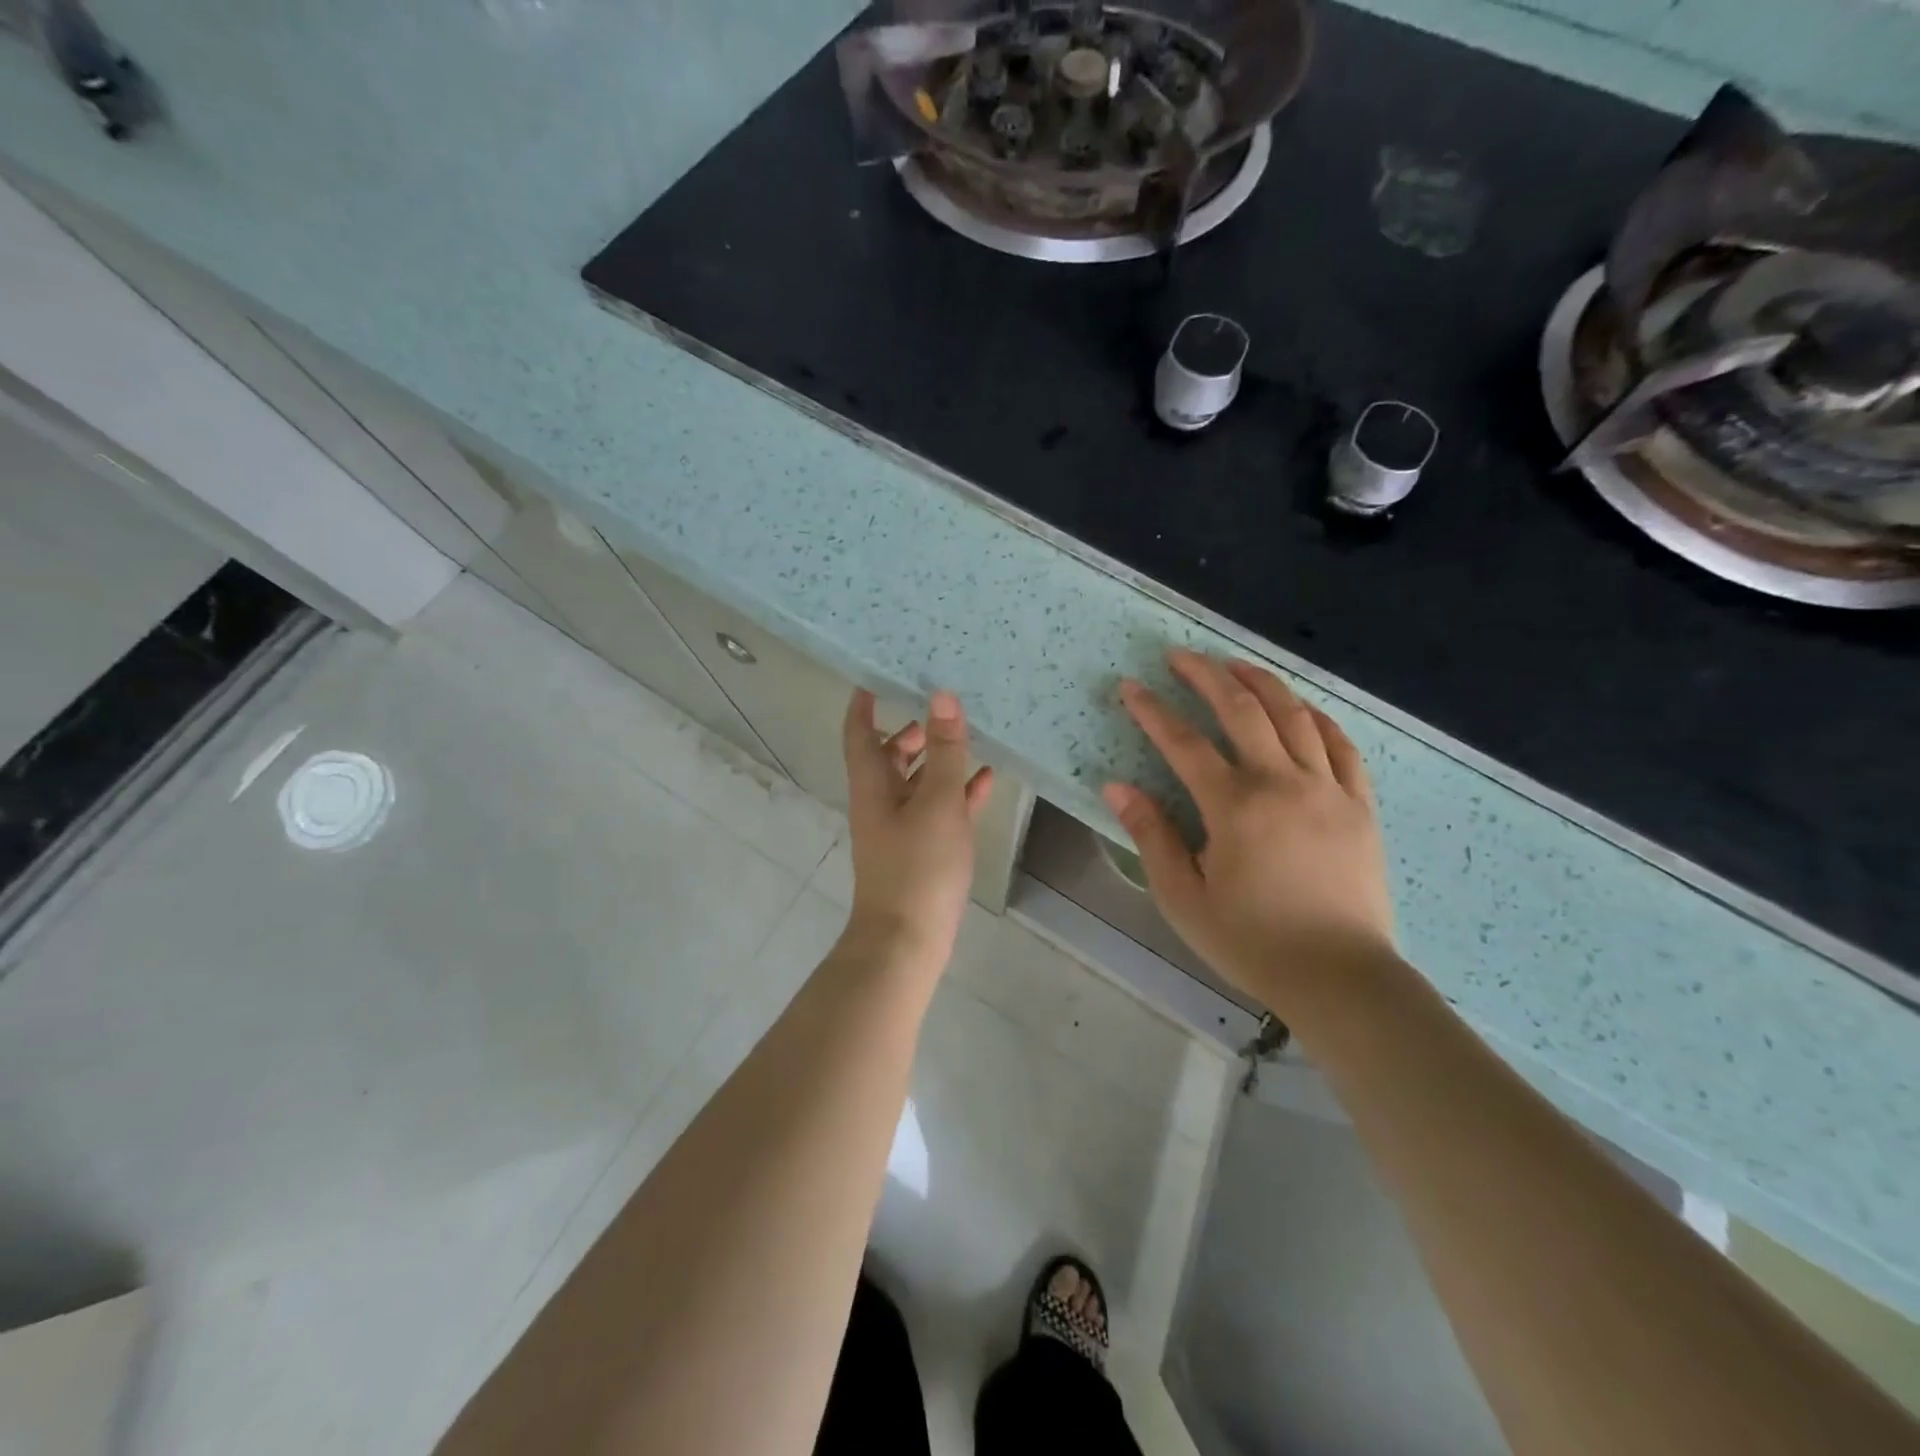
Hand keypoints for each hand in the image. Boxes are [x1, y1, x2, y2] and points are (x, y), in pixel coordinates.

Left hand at [841, 688, 993, 973]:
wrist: (907, 940)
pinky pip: (938, 810)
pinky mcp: (921, 850)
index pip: (859, 732)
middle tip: (939, 704)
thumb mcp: (937, 802)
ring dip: (937, 760)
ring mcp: (901, 828)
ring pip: (917, 782)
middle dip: (910, 730)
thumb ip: (945, 751)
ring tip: (968, 736)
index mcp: (872, 785)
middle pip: (889, 755)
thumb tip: (942, 697)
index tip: (875, 674)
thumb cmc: (918, 865)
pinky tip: (985, 781)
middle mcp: (881, 802)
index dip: (863, 703)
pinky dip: (956, 793)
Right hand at [1103, 650, 1395, 1011]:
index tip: (1130, 688)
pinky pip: (1342, 746)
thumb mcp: (1183, 898)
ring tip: (1236, 666)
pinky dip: (1319, 718)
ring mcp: (1328, 789)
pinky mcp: (1360, 805)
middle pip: (1241, 710)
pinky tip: (1302, 708)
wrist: (1341, 977)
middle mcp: (1282, 783)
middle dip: (1206, 676)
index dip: (1153, 711)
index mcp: (1234, 807)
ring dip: (1262, 683)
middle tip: (1180, 656)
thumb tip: (1118, 786)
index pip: (1184, 743)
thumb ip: (1151, 836)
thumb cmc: (1252, 941)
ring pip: (1295, 716)